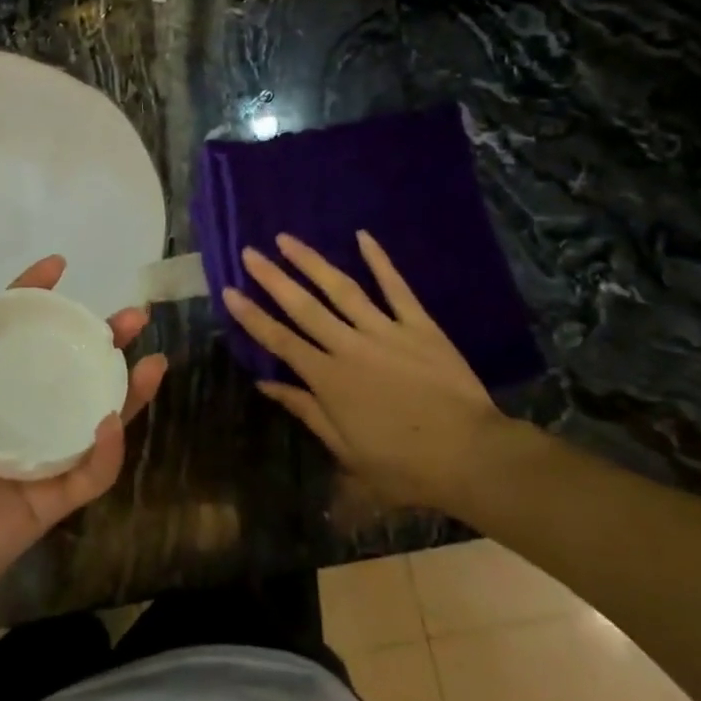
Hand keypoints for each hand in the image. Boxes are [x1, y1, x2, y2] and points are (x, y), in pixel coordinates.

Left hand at [0, 257, 165, 626]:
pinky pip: (89, 472)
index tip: (59, 266)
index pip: (14, 332)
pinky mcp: (50, 500)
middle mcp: (12, 414)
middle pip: (67, 367)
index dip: (36, 297)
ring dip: (127, 390)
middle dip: (103, 340)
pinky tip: (109, 421)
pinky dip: (107, 450)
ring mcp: (35, 457)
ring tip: (153, 361)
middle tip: (132, 318)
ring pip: (93, 415)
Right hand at [222, 231, 504, 510]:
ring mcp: (385, 330)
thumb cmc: (404, 465)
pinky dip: (380, 261)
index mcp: (328, 379)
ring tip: (287, 239)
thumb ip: (306, 411)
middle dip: (273, 278)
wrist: (470, 456)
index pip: (280, 340)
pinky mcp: (419, 325)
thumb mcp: (346, 451)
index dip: (252, 315)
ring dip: (311, 262)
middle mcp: (349, 346)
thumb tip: (266, 384)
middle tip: (250, 252)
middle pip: (303, 306)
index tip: (230, 290)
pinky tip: (363, 236)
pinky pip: (396, 287)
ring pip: (341, 289)